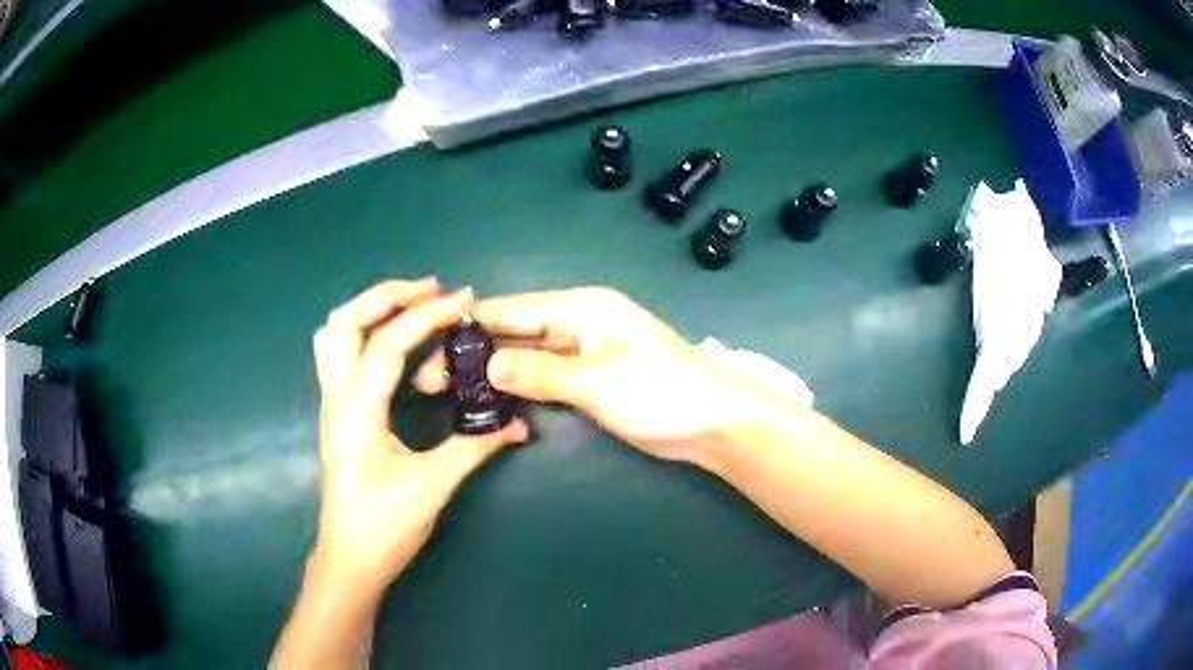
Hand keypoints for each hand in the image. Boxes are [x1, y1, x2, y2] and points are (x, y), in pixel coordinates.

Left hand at [312, 278, 529, 588]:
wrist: (350, 559)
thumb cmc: (384, 527)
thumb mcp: (432, 486)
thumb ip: (474, 449)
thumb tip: (518, 427)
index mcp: (356, 412)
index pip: (386, 345)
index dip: (426, 316)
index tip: (464, 299)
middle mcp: (336, 398)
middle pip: (344, 323)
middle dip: (386, 295)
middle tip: (431, 289)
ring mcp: (331, 405)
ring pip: (333, 335)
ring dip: (368, 309)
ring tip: (409, 304)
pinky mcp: (337, 414)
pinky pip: (338, 354)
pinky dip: (362, 331)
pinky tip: (391, 340)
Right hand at [416, 287, 761, 463]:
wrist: (711, 421)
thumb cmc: (659, 391)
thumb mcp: (596, 381)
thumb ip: (540, 373)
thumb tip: (486, 367)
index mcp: (580, 308)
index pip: (513, 309)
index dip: (471, 324)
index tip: (430, 342)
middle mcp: (576, 323)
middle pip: (515, 333)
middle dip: (475, 353)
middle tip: (432, 380)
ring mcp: (582, 353)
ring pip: (527, 356)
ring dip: (493, 372)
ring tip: (451, 392)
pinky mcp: (589, 380)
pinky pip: (544, 377)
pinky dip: (520, 386)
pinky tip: (492, 400)